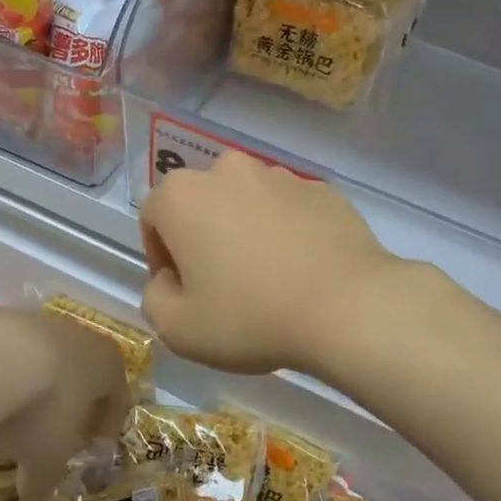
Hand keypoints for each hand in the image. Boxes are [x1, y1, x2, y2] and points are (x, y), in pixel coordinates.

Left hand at [0, 305, 130, 498]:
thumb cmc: (39, 410)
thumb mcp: (47, 458)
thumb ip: (47, 479)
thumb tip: (35, 498)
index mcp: (107, 364)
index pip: (118, 398)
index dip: (106, 429)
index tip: (89, 453)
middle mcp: (79, 335)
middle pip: (81, 374)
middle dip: (68, 406)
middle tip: (50, 439)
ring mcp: (37, 321)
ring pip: (42, 360)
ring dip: (31, 388)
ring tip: (7, 421)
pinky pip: (4, 352)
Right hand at [139, 153, 399, 375]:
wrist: (347, 306)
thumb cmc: (250, 316)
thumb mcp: (178, 328)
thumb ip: (154, 297)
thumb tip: (170, 279)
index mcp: (183, 195)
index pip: (153, 217)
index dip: (161, 256)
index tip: (182, 291)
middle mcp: (228, 171)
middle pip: (201, 203)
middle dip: (202, 237)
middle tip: (221, 284)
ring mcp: (280, 176)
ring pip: (246, 202)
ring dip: (244, 230)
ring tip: (266, 278)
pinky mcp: (322, 190)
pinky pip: (289, 210)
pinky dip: (286, 231)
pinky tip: (301, 270)